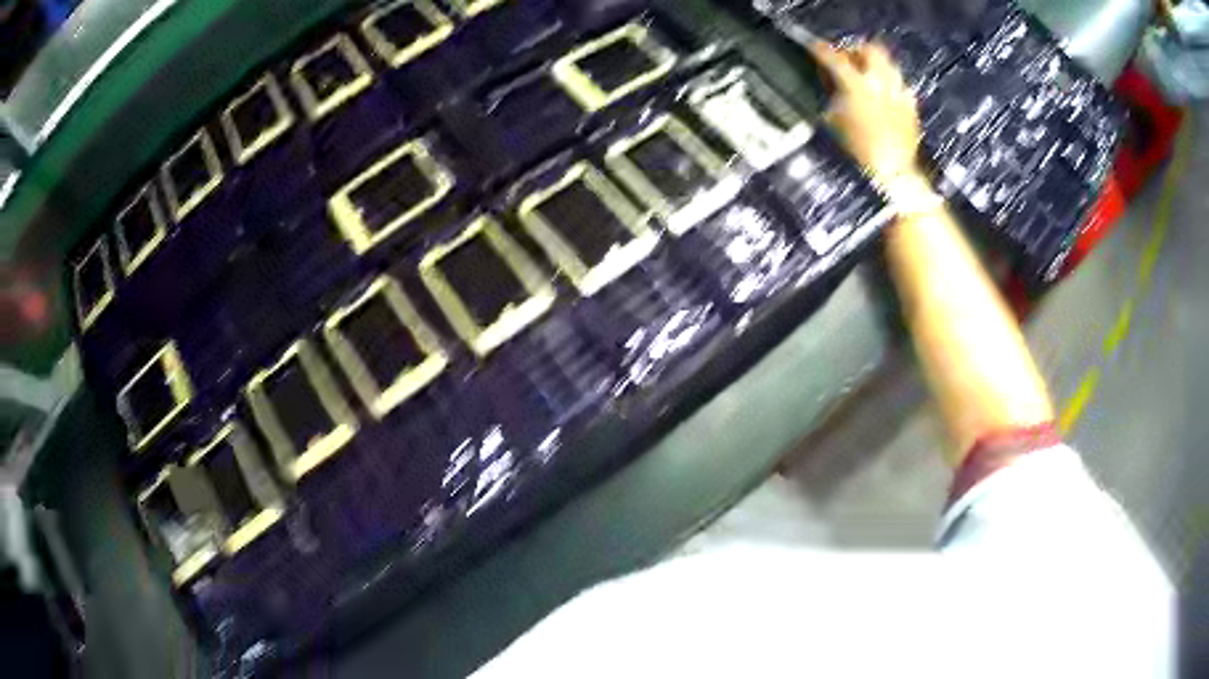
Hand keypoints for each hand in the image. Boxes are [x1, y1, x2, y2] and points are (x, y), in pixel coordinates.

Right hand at [808, 42, 922, 185]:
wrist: (893, 172)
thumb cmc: (857, 151)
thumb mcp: (835, 122)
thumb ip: (834, 96)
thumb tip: (832, 85)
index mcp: (856, 85)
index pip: (835, 58)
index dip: (821, 49)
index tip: (815, 46)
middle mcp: (880, 82)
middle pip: (870, 50)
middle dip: (856, 50)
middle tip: (847, 59)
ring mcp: (899, 92)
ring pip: (888, 64)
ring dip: (875, 65)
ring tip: (867, 76)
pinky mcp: (911, 105)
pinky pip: (900, 85)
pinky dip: (890, 85)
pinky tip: (885, 97)